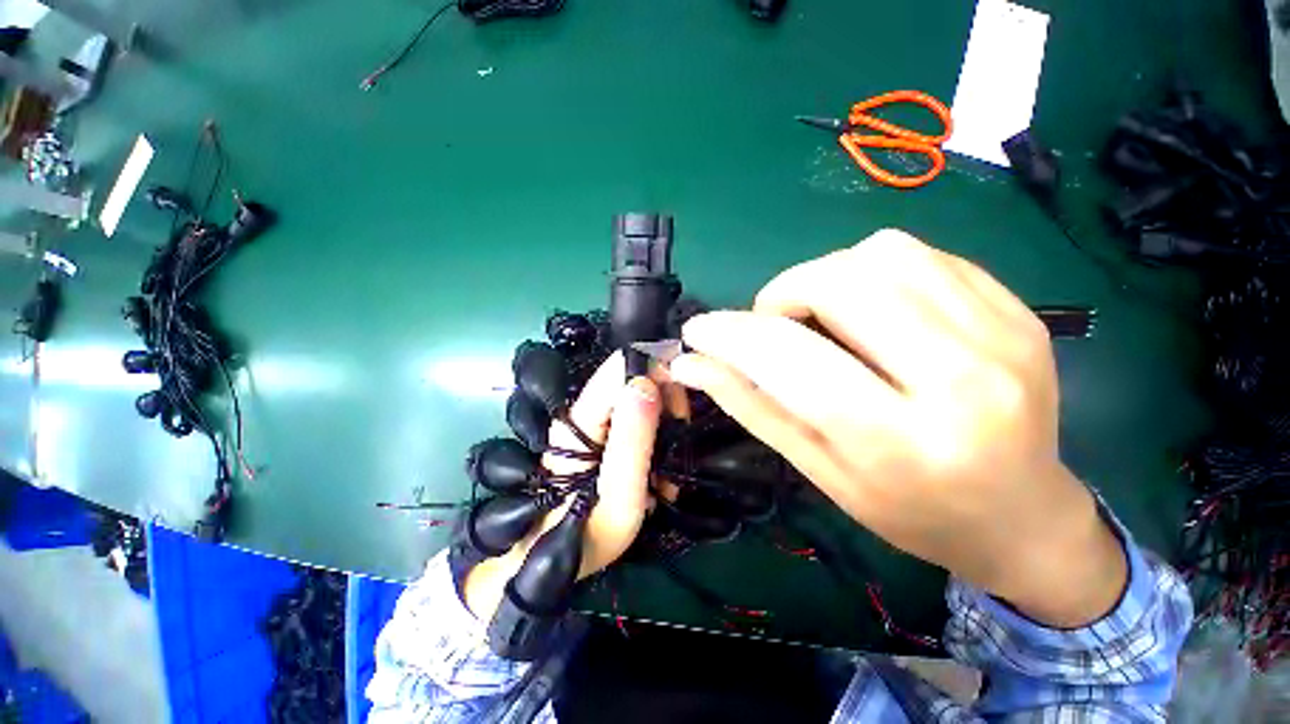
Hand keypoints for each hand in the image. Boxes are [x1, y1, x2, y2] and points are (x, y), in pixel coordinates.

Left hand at [464, 353, 664, 619]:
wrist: (553, 556)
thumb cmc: (589, 534)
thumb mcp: (620, 492)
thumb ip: (633, 437)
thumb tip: (646, 382)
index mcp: (583, 417)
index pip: (622, 365)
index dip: (658, 374)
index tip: (680, 410)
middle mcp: (584, 410)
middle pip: (633, 378)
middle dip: (665, 403)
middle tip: (677, 442)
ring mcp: (592, 422)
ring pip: (638, 399)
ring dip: (663, 426)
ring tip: (667, 467)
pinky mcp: (601, 435)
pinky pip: (635, 420)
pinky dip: (654, 439)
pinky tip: (656, 472)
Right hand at [667, 230, 1126, 627]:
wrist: (1022, 516)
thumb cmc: (908, 510)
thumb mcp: (817, 469)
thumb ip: (751, 406)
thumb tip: (691, 364)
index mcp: (901, 443)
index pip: (791, 360)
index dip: (731, 335)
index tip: (698, 330)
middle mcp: (962, 381)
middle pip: (843, 284)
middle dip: (782, 294)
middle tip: (775, 325)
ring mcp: (1001, 335)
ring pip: (882, 254)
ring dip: (826, 276)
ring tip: (822, 317)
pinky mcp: (1017, 310)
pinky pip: (922, 254)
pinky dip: (872, 270)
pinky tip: (871, 310)